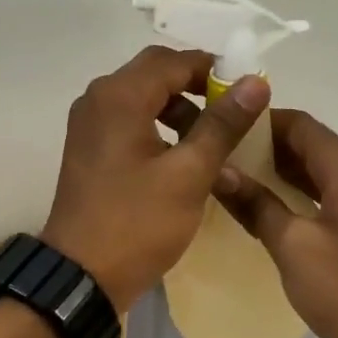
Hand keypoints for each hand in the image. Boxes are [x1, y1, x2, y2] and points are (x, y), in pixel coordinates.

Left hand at [42, 46, 270, 312]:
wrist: (82, 276)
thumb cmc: (138, 223)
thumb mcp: (189, 173)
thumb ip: (223, 123)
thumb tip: (256, 82)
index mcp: (120, 96)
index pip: (174, 61)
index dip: (215, 70)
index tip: (248, 93)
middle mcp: (98, 99)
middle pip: (155, 74)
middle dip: (197, 87)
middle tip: (233, 114)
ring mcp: (89, 124)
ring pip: (143, 97)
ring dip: (179, 108)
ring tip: (213, 139)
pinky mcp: (90, 148)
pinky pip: (129, 120)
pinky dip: (159, 126)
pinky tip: (183, 156)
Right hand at [215, 110, 337, 337]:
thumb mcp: (293, 248)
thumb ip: (256, 205)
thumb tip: (220, 172)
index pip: (300, 124)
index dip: (259, 122)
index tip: (221, 129)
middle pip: (311, 143)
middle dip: (266, 146)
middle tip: (220, 155)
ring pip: (321, 169)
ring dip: (282, 170)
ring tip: (236, 177)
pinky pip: (331, 192)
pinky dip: (300, 192)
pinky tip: (269, 206)